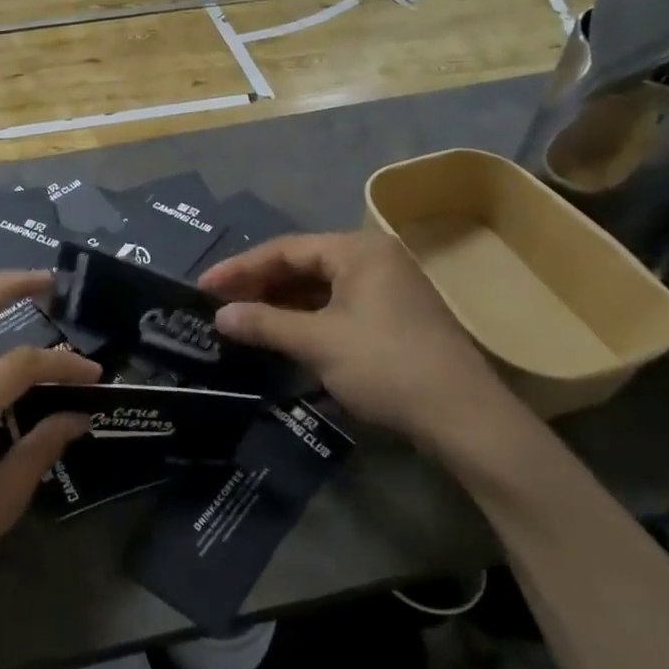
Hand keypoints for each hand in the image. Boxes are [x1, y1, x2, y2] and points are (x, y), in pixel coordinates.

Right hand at [198, 229, 507, 444]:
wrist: (465, 418)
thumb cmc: (386, 366)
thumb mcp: (318, 343)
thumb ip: (264, 324)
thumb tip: (218, 317)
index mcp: (357, 250)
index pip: (284, 250)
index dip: (240, 268)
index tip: (204, 287)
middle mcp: (373, 258)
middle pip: (302, 264)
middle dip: (259, 285)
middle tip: (220, 305)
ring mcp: (387, 287)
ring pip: (319, 286)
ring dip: (280, 303)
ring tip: (243, 319)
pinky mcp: (393, 316)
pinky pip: (336, 305)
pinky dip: (306, 317)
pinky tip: (282, 334)